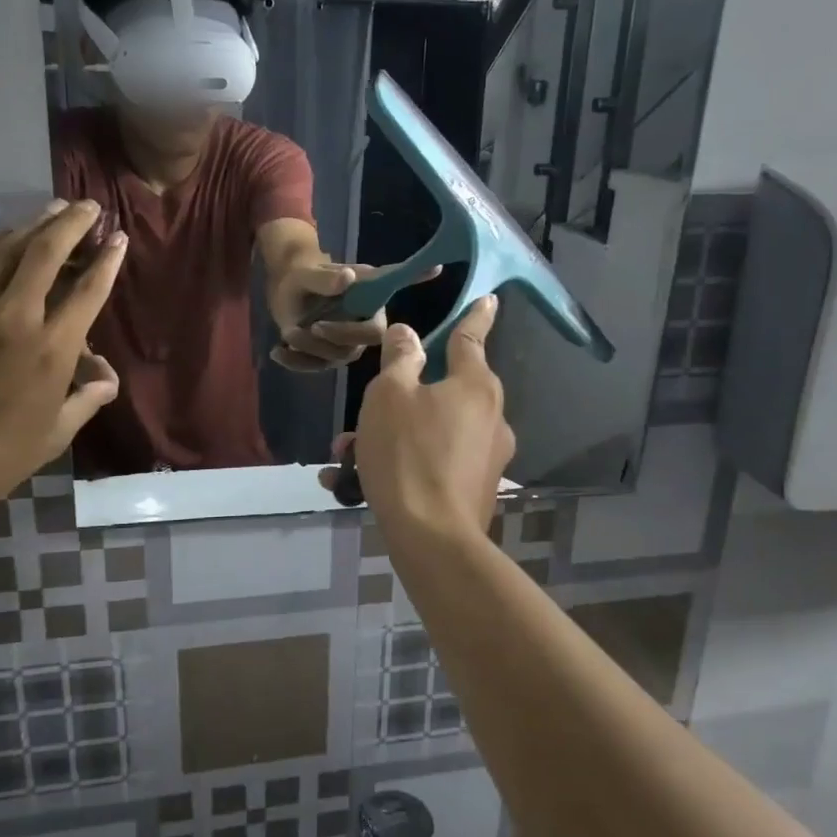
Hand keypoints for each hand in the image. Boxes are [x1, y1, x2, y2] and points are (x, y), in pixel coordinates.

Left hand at [0, 200, 125, 509]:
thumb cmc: (0, 454)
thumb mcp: (57, 432)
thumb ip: (87, 398)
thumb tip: (107, 378)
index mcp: (52, 350)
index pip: (88, 291)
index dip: (107, 261)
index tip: (119, 238)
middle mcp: (17, 318)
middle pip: (47, 253)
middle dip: (72, 223)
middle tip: (88, 206)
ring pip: (7, 250)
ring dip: (34, 223)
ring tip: (53, 208)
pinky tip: (4, 233)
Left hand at [270, 261, 438, 371]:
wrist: (285, 290)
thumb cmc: (301, 275)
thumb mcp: (305, 274)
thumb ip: (324, 277)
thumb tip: (349, 278)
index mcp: (366, 294)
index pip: (394, 285)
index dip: (416, 277)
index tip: (438, 265)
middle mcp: (364, 320)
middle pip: (366, 340)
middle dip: (338, 336)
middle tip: (309, 326)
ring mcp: (347, 342)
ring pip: (338, 357)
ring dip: (310, 349)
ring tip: (288, 333)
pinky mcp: (328, 356)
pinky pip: (317, 366)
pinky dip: (296, 363)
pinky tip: (277, 352)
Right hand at [323, 296, 514, 539]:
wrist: (432, 538)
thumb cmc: (407, 454)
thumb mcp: (389, 396)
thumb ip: (399, 360)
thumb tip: (408, 333)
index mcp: (474, 385)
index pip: (471, 338)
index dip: (476, 316)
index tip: (489, 298)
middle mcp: (490, 416)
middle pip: (444, 390)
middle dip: (401, 398)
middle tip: (362, 415)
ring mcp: (487, 456)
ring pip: (432, 430)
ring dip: (392, 436)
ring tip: (346, 458)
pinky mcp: (476, 488)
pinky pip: (435, 462)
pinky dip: (404, 464)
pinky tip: (359, 483)